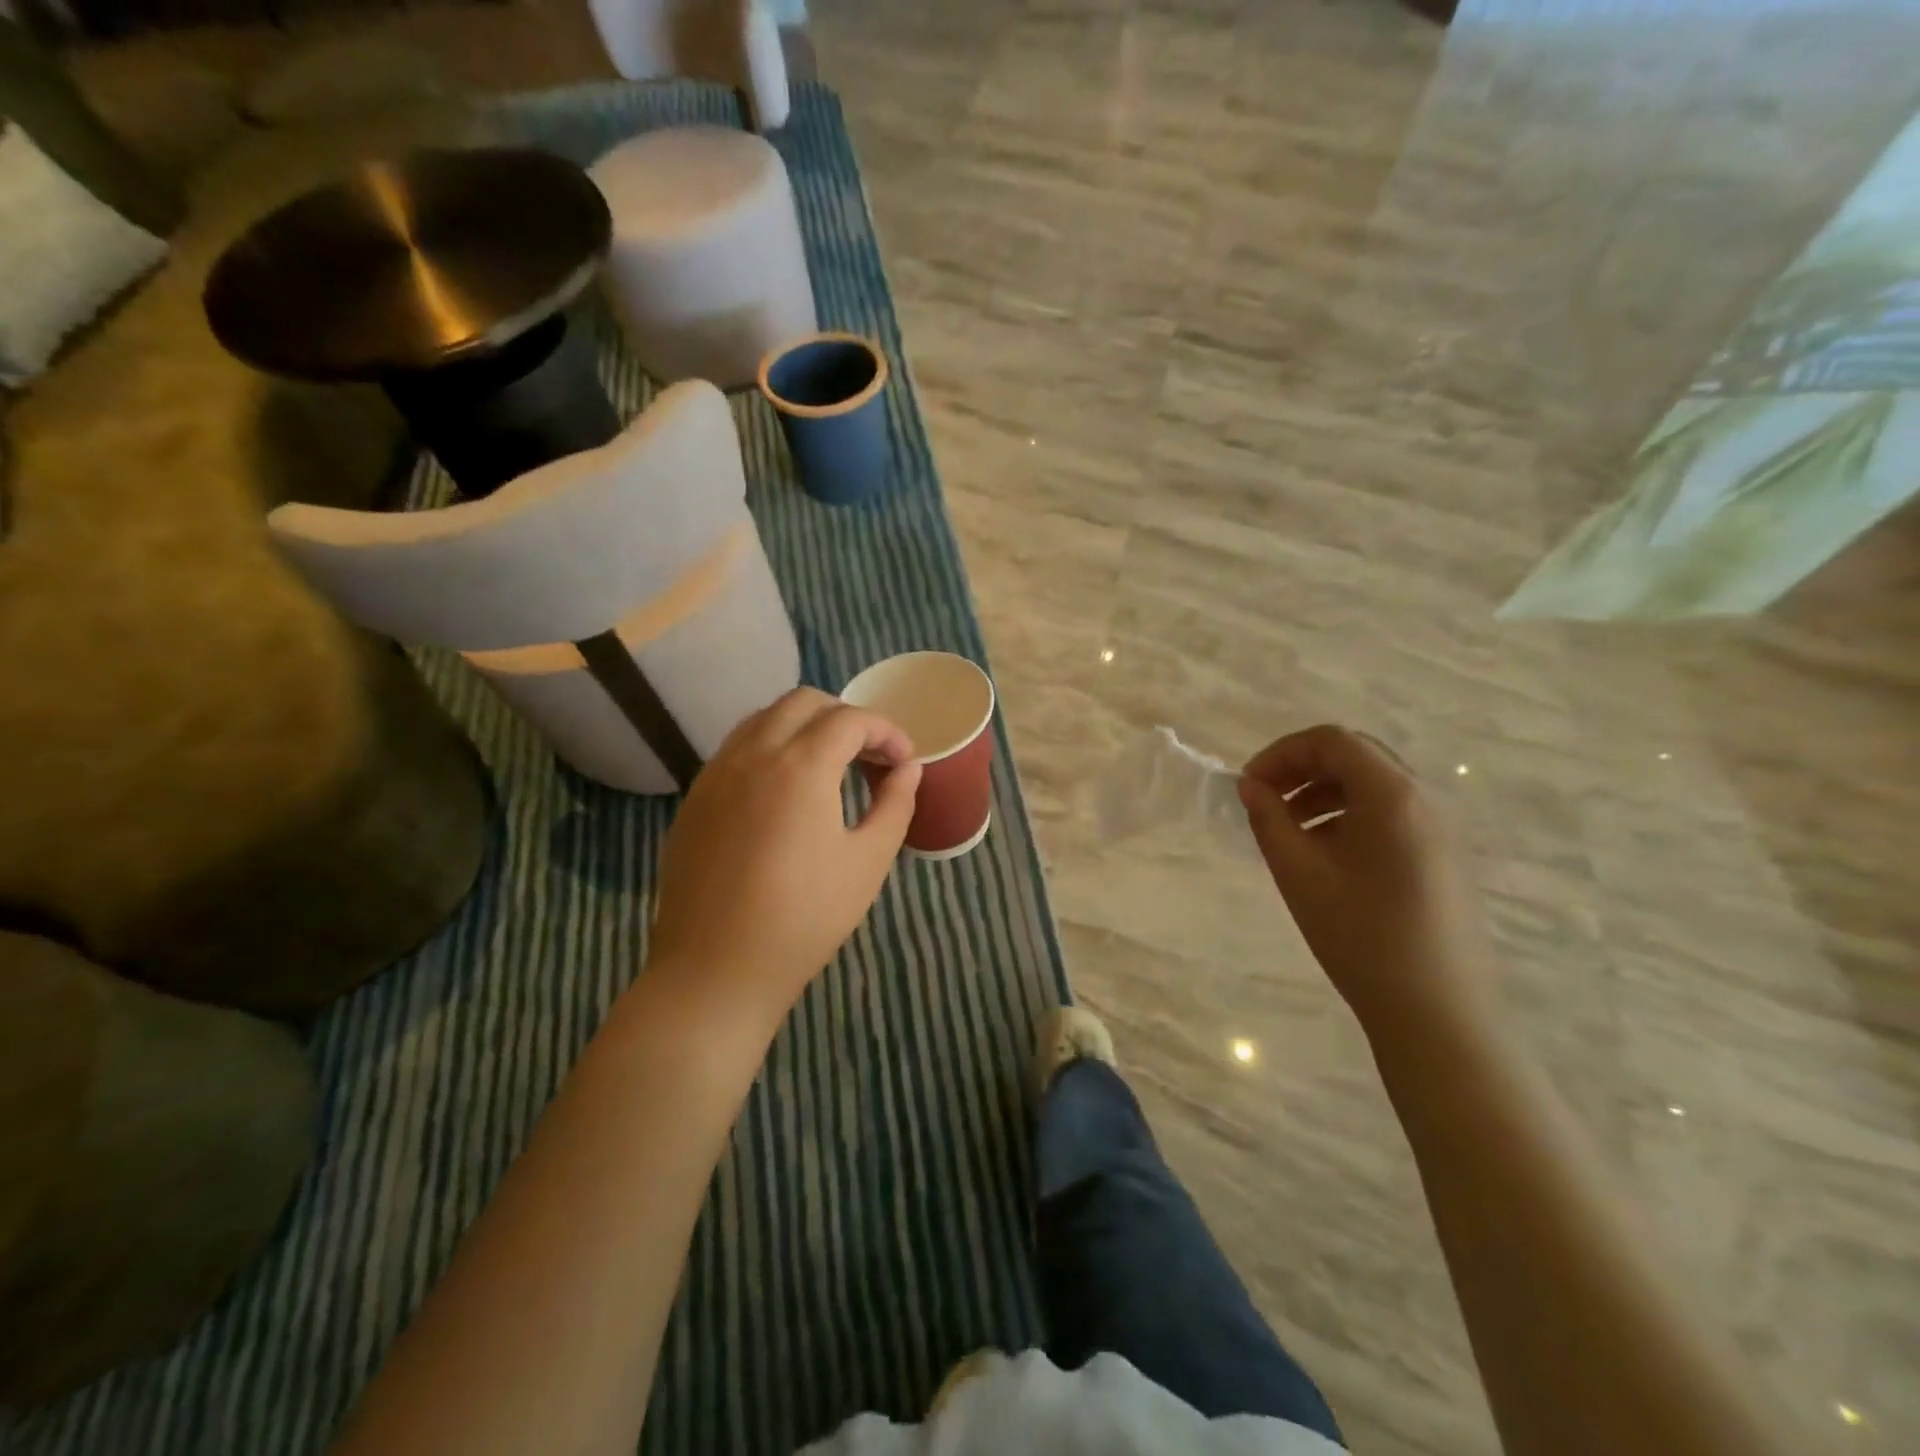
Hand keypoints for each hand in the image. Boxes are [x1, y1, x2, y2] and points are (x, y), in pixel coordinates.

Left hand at [647, 687, 921, 1026]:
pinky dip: (771, 747)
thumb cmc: (804, 919)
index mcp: (800, 766)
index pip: (850, 719)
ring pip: (764, 718)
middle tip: (870, 756)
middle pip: (803, 702)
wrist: (715, 969)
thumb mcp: (867, 862)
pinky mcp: (695, 797)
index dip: (886, 731)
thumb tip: (908, 769)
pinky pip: (737, 747)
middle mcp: (753, 753)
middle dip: (845, 717)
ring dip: (805, 726)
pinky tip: (786, 789)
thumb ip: (895, 805)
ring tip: (830, 766)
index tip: (904, 760)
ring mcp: (716, 773)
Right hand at [1238, 724, 1493, 1031]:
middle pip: (1356, 755)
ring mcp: (1442, 827)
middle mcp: (1425, 798)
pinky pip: (1392, 812)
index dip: (1281, 753)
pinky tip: (1326, 853)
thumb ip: (1269, 820)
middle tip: (1264, 800)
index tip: (1249, 786)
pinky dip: (1350, 813)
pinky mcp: (1445, 854)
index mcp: (1393, 795)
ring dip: (1324, 791)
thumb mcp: (1299, 874)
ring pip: (1374, 783)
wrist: (1437, 1013)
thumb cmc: (1360, 937)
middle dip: (1302, 768)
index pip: (1331, 741)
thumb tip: (1250, 786)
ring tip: (1289, 828)